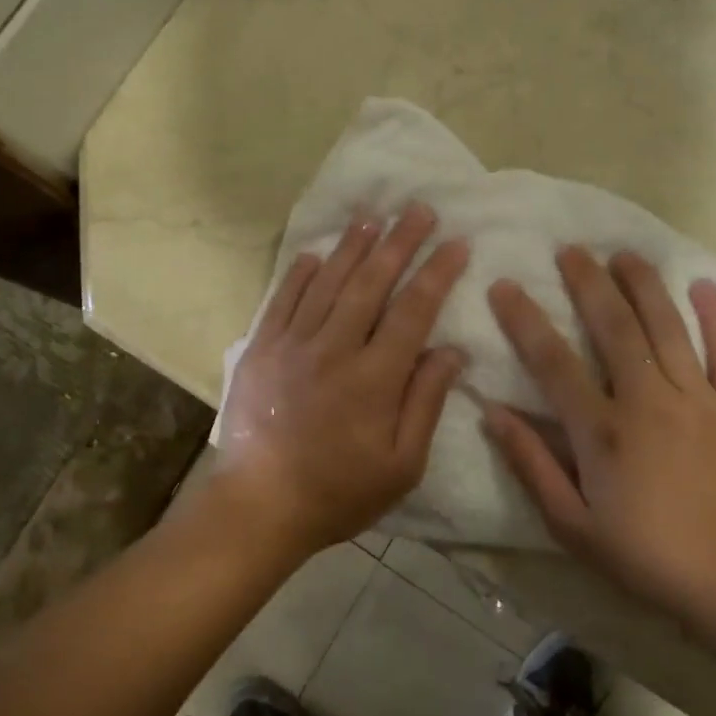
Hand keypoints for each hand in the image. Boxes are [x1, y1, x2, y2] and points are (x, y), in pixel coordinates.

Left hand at [215, 203, 469, 555]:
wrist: (259, 505)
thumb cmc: (339, 492)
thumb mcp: (401, 465)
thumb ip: (426, 403)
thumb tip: (451, 351)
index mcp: (374, 378)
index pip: (413, 311)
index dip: (437, 273)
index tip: (456, 242)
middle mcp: (334, 348)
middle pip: (371, 283)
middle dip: (399, 243)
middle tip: (419, 210)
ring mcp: (292, 344)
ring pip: (328, 282)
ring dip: (352, 247)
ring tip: (372, 217)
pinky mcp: (261, 349)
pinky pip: (283, 300)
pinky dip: (301, 274)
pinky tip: (316, 254)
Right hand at [483, 248, 715, 628]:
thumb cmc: (645, 555)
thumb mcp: (572, 524)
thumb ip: (531, 464)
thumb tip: (493, 412)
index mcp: (603, 431)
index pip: (554, 362)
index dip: (525, 320)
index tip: (506, 286)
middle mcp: (649, 401)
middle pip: (615, 327)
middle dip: (588, 283)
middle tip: (570, 250)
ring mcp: (699, 399)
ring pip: (668, 327)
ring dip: (644, 285)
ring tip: (623, 254)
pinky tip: (703, 286)